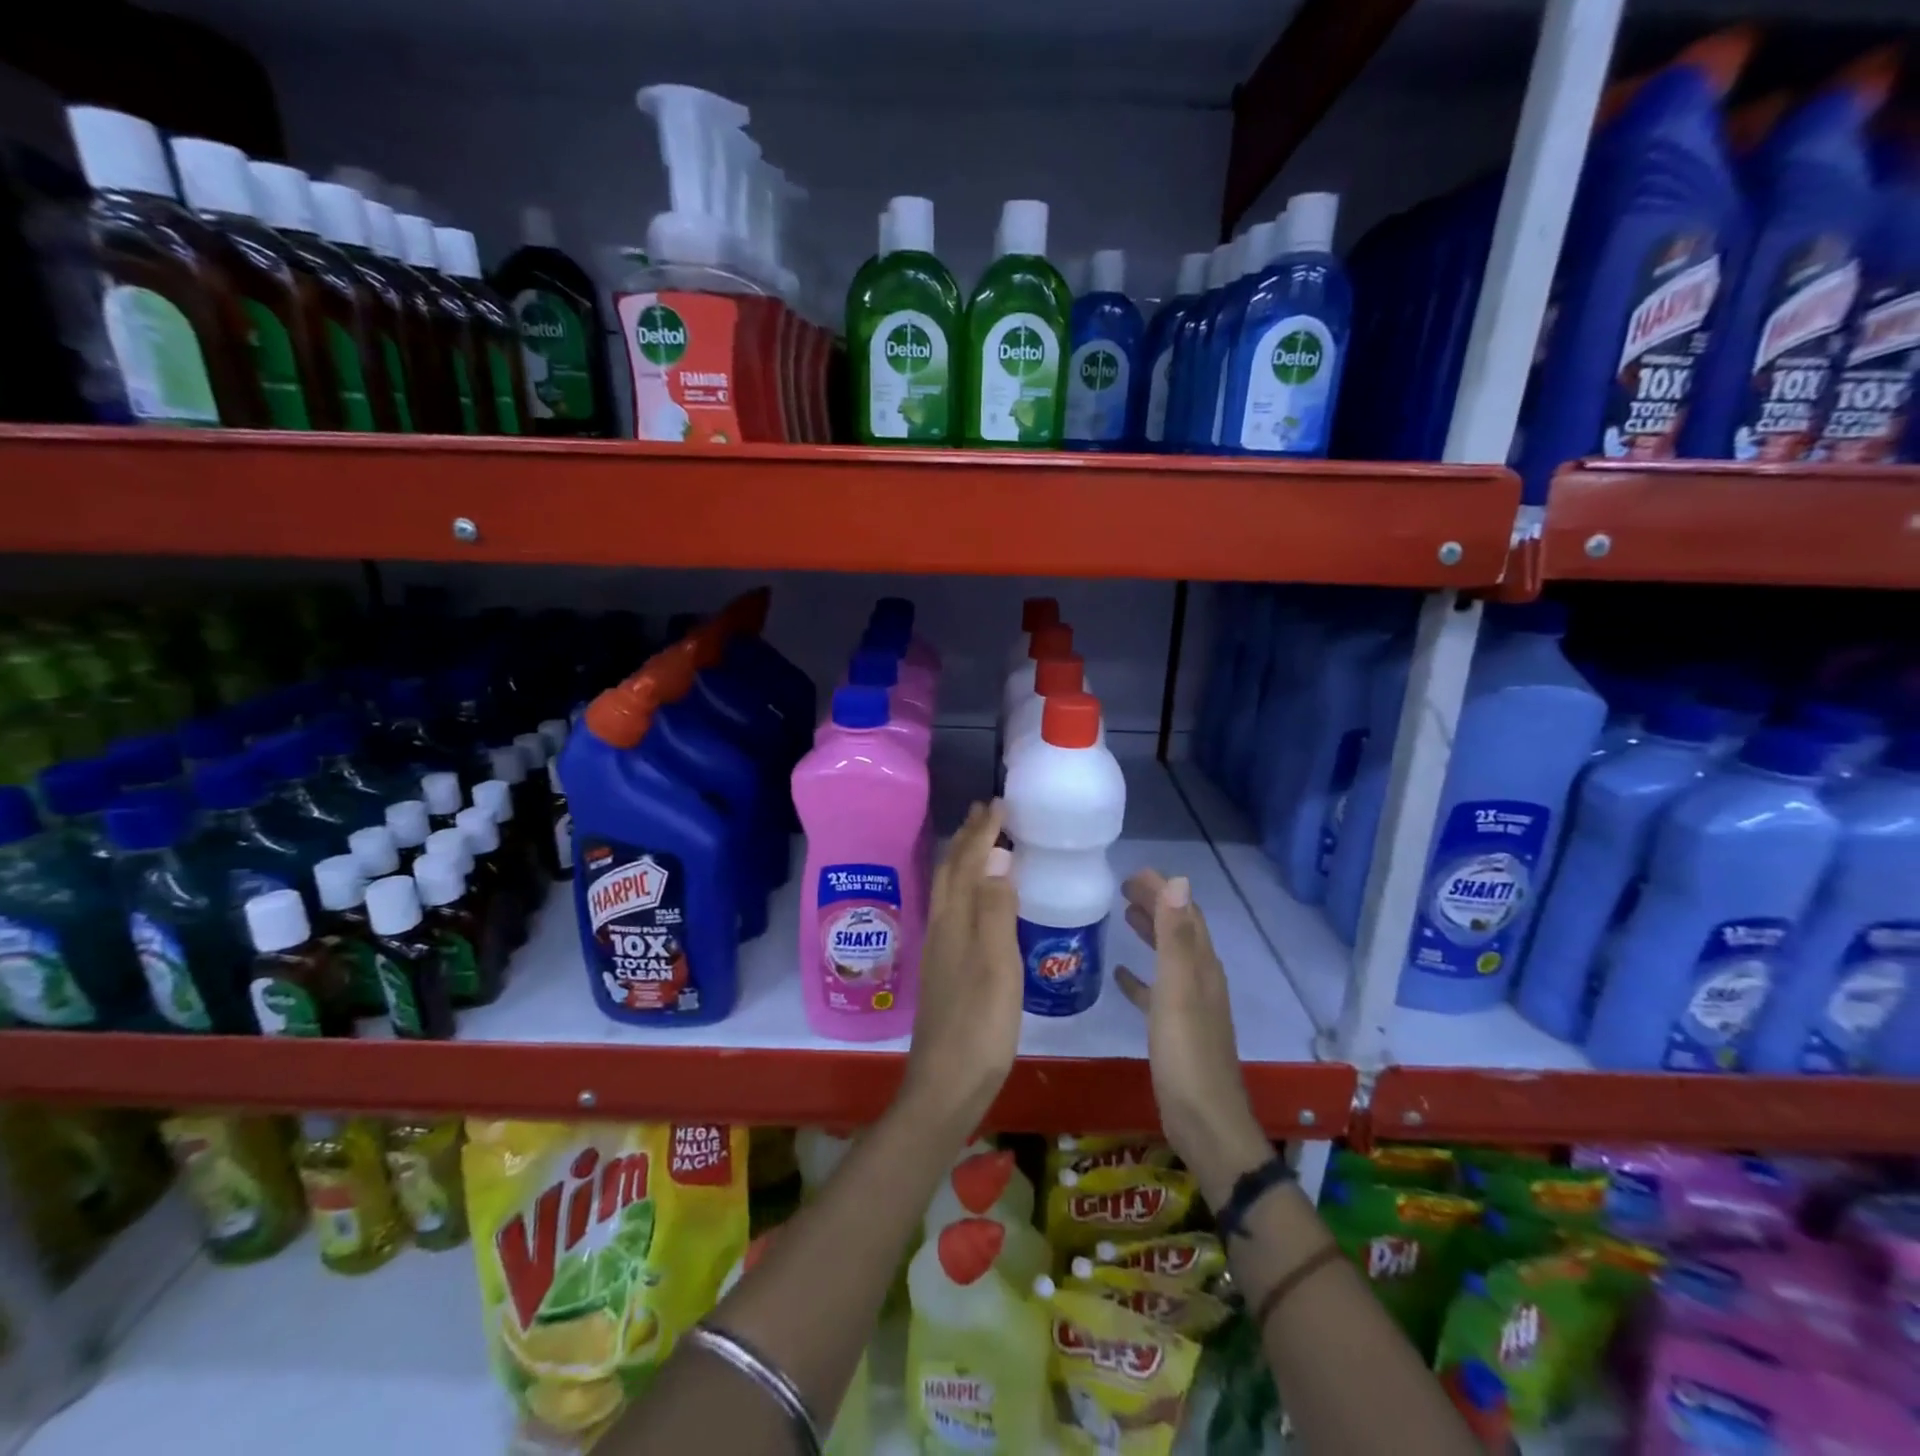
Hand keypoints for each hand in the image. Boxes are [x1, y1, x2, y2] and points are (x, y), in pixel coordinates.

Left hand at [901, 801, 1022, 1142]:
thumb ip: (995, 910)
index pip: (966, 863)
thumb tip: (997, 856)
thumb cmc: (979, 1025)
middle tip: (986, 811)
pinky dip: (966, 889)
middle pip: (950, 872)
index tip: (998, 803)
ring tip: (981, 843)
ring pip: (949, 890)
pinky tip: (978, 901)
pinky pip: (955, 910)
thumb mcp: (996, 965)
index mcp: (954, 921)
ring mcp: (940, 950)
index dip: (982, 832)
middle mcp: (941, 928)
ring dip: (963, 860)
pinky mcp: (945, 970)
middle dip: (967, 838)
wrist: (946, 1085)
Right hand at [1116, 871, 1270, 1205]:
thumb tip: (1178, 880)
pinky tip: (1120, 976)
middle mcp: (1200, 980)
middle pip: (1178, 931)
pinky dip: (1140, 977)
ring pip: (1168, 957)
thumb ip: (1175, 936)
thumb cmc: (1186, 1053)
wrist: (1204, 1122)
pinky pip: (1156, 992)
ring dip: (1149, 933)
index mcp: (1202, 966)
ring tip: (1122, 916)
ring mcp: (1189, 1006)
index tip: (1132, 872)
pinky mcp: (1176, 1030)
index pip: (1184, 913)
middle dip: (1155, 905)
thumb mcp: (1177, 989)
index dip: (1162, 889)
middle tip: (1121, 887)